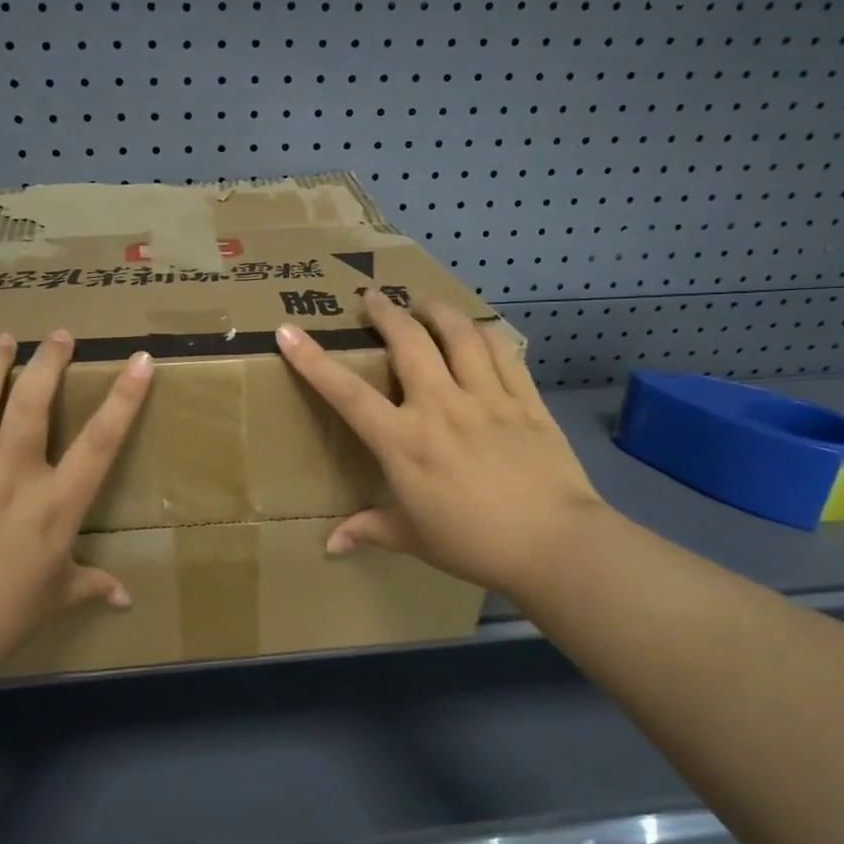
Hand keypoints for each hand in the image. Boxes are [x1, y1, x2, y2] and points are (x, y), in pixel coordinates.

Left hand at [0, 331, 154, 675]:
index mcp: (56, 505)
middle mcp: (14, 477)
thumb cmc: (0, 618)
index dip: (124, 398)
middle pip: (35, 405)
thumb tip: (127, 598)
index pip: (100, 442)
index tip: (140, 360)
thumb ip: (92, 585)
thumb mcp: (55, 599)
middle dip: (50, 362)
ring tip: (4, 337)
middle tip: (59, 335)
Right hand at [276, 290, 607, 601]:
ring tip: (423, 303)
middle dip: (385, 313)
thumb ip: (369, 531)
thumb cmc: (473, 544)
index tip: (289, 332)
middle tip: (372, 298)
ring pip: (458, 335)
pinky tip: (476, 329)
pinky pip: (503, 352)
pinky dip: (485, 333)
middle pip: (408, 343)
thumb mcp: (413, 539)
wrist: (554, 544)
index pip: (347, 394)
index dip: (313, 361)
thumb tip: (331, 546)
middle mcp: (440, 407)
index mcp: (404, 442)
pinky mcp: (525, 399)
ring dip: (435, 311)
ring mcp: (486, 398)